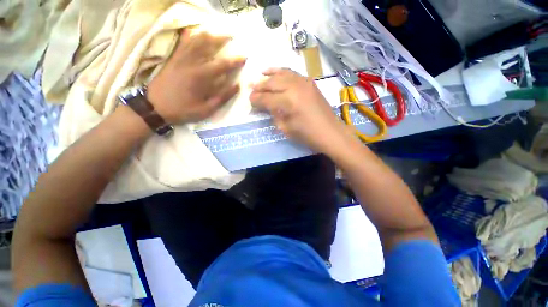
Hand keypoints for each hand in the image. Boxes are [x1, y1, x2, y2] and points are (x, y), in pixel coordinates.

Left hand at [147, 30, 245, 124]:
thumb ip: (221, 97)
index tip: (244, 57)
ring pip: (194, 40)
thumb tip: (236, 87)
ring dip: (206, 35)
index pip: (221, 65)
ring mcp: (179, 58)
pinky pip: (181, 43)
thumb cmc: (182, 110)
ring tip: (216, 33)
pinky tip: (193, 32)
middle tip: (231, 36)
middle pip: (207, 45)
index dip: (234, 61)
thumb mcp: (206, 109)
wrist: (154, 107)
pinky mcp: (172, 59)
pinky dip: (189, 36)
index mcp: (200, 77)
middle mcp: (190, 63)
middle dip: (220, 39)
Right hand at [250, 68, 354, 154]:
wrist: (330, 132)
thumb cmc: (307, 135)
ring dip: (270, 74)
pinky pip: (293, 73)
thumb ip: (274, 114)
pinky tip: (278, 73)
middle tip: (252, 89)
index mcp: (288, 102)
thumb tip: (266, 106)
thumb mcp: (285, 128)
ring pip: (282, 74)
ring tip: (261, 74)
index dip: (256, 99)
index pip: (266, 98)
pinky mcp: (310, 82)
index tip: (250, 100)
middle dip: (260, 86)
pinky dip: (283, 72)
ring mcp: (304, 82)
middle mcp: (294, 87)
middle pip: (272, 83)